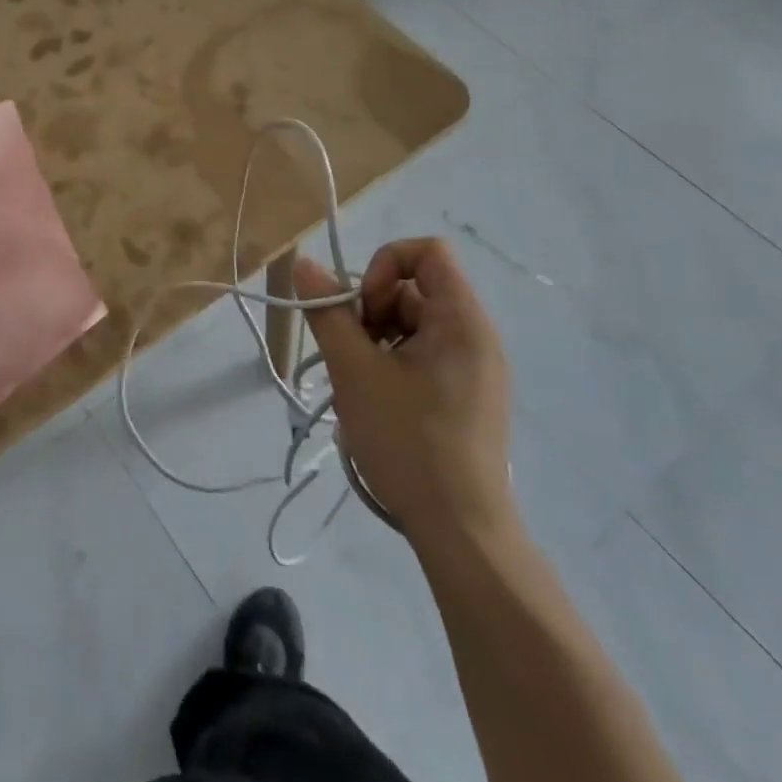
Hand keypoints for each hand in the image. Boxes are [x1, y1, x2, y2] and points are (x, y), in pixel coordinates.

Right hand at [296, 239, 514, 554]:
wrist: (459, 529)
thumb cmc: (407, 440)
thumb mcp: (355, 371)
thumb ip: (328, 313)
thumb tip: (305, 264)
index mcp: (461, 321)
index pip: (427, 253)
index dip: (384, 266)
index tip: (362, 311)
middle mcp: (476, 336)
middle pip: (415, 290)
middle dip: (372, 310)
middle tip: (351, 353)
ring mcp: (475, 369)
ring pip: (414, 325)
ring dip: (377, 340)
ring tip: (359, 383)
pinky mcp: (468, 396)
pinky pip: (425, 355)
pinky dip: (393, 363)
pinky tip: (377, 401)